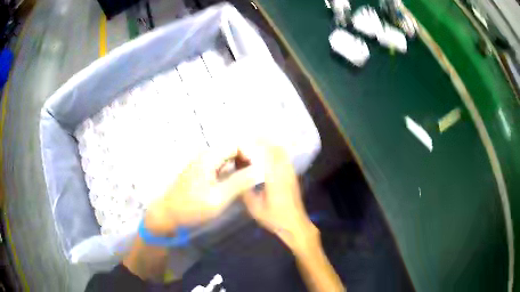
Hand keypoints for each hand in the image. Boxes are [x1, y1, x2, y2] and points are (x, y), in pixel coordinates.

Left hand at [145, 146, 257, 234]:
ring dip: (240, 166)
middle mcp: (206, 156)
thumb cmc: (191, 207)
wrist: (168, 214)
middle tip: (257, 177)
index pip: (236, 145)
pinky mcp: (202, 172)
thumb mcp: (218, 198)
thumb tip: (259, 171)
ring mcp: (203, 163)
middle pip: (233, 149)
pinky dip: (232, 171)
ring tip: (249, 181)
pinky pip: (222, 165)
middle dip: (247, 160)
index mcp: (209, 158)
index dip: (250, 154)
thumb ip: (239, 183)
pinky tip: (237, 183)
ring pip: (228, 158)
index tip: (259, 171)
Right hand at [242, 144, 318, 254]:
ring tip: (255, 141)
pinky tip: (267, 153)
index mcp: (274, 178)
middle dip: (261, 140)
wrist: (295, 225)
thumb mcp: (254, 207)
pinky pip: (284, 157)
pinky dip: (276, 150)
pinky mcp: (293, 176)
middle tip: (247, 138)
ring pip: (281, 151)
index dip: (254, 144)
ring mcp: (290, 172)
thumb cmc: (274, 218)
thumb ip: (245, 190)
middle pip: (274, 148)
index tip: (242, 140)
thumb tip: (237, 175)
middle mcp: (284, 171)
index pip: (264, 154)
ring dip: (269, 144)